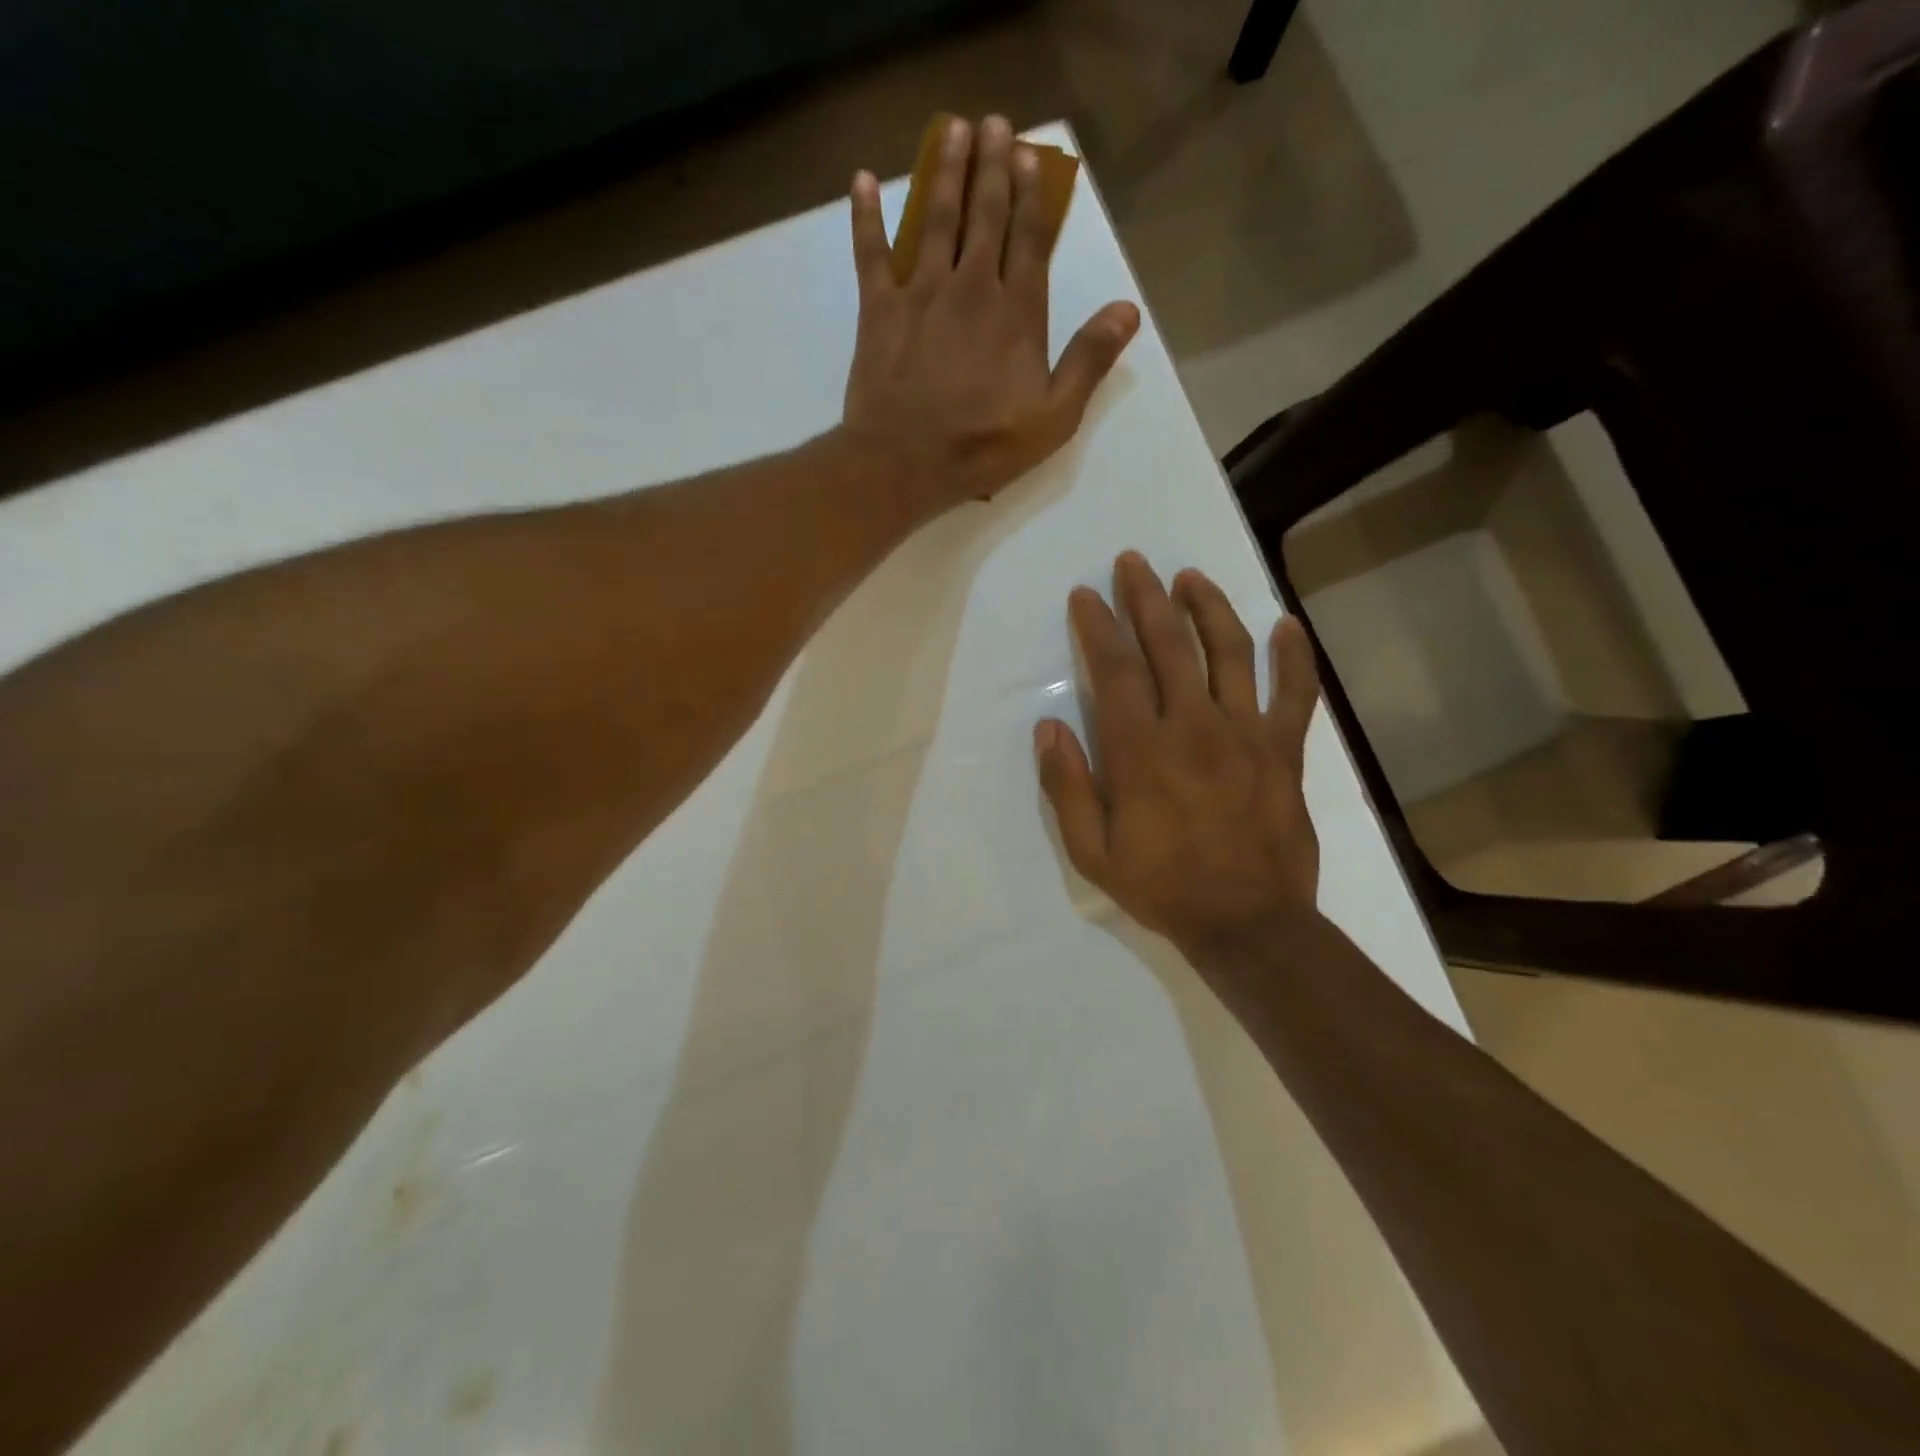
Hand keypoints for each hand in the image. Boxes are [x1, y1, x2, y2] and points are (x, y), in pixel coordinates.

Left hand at [841, 115, 1139, 510]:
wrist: (904, 463)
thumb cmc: (982, 448)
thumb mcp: (1053, 418)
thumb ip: (1088, 362)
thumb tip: (1128, 310)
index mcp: (1017, 313)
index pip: (1030, 240)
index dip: (1032, 197)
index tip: (1031, 158)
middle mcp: (971, 288)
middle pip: (984, 216)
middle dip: (992, 167)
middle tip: (994, 124)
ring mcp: (921, 293)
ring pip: (936, 220)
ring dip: (945, 172)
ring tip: (952, 130)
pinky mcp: (878, 310)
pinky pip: (870, 253)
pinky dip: (866, 216)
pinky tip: (863, 181)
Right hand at [1035, 552, 1323, 961]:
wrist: (1247, 923)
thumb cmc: (1162, 887)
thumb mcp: (1092, 852)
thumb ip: (1068, 787)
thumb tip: (1050, 727)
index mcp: (1141, 750)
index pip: (1115, 668)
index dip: (1098, 625)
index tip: (1085, 595)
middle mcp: (1193, 726)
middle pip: (1168, 644)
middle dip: (1145, 597)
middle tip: (1132, 562)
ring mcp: (1246, 733)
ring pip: (1230, 652)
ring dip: (1208, 607)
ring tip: (1190, 578)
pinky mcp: (1284, 750)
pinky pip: (1294, 693)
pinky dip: (1293, 656)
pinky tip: (1287, 624)